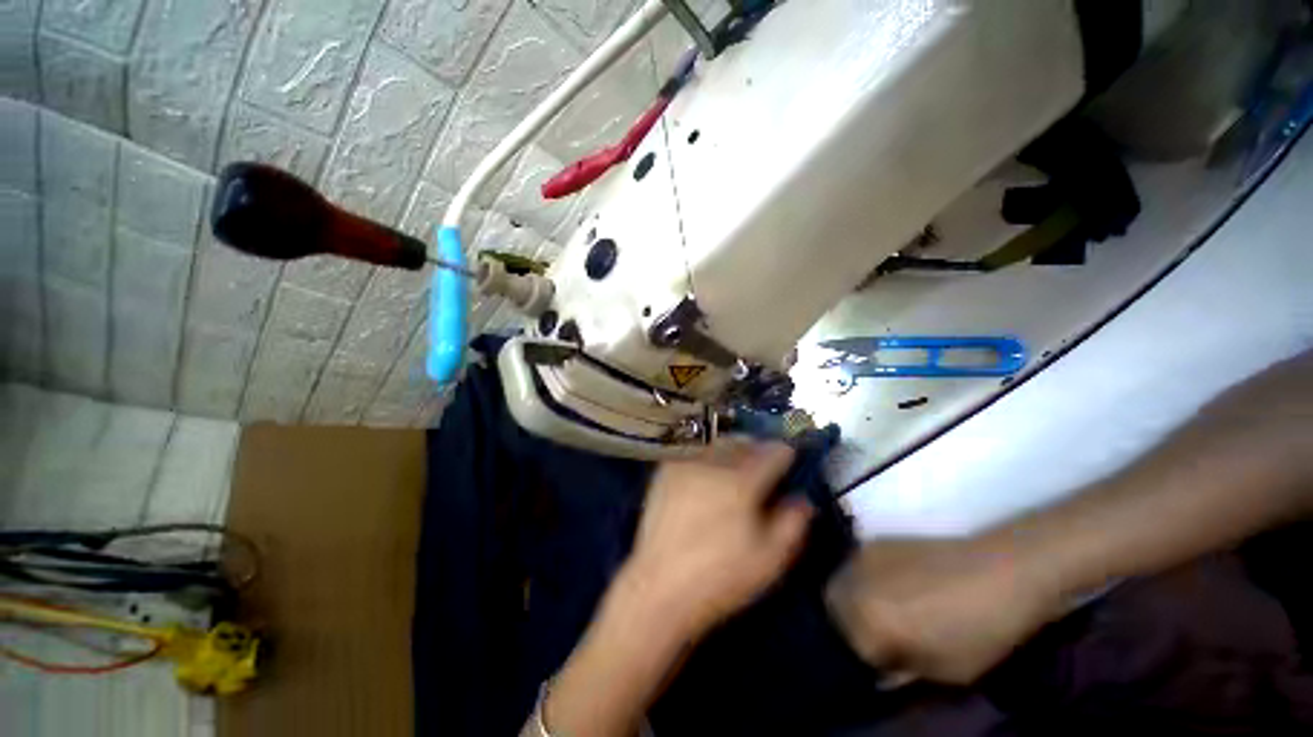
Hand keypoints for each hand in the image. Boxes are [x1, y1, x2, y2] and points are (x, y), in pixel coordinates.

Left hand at [619, 441, 813, 641]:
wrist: (660, 587)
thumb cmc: (721, 577)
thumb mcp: (769, 559)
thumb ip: (793, 524)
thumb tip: (803, 498)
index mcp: (742, 482)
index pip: (772, 452)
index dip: (786, 453)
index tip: (789, 459)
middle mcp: (714, 463)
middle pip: (743, 442)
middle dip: (758, 449)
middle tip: (763, 464)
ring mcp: (687, 464)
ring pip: (718, 444)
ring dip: (733, 450)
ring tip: (736, 467)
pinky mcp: (666, 471)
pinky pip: (695, 453)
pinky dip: (708, 457)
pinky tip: (707, 475)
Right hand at [825, 538, 1061, 685]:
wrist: (1000, 571)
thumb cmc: (979, 630)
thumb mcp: (945, 671)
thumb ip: (903, 672)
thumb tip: (881, 670)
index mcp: (867, 619)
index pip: (847, 646)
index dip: (865, 660)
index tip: (884, 666)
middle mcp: (853, 583)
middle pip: (832, 607)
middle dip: (846, 625)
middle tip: (876, 638)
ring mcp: (861, 557)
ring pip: (840, 583)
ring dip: (852, 600)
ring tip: (883, 612)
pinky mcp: (874, 542)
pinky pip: (854, 566)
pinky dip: (863, 580)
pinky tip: (893, 588)